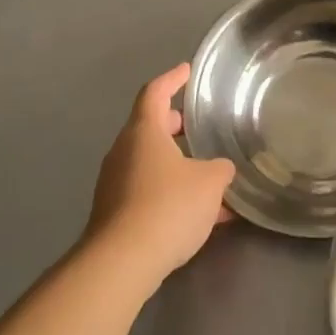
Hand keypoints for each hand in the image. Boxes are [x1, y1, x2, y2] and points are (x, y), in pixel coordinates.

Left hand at [83, 64, 235, 285]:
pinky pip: (149, 192)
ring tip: (210, 175)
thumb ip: (220, 168)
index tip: (187, 71)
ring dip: (178, 164)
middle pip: (150, 128)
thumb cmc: (168, 206)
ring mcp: (116, 184)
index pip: (155, 93)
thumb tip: (219, 169)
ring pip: (151, 163)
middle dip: (176, 125)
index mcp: (144, 132)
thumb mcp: (210, 182)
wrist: (121, 263)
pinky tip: (203, 215)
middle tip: (199, 125)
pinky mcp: (116, 214)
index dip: (173, 79)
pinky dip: (173, 193)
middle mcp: (124, 152)